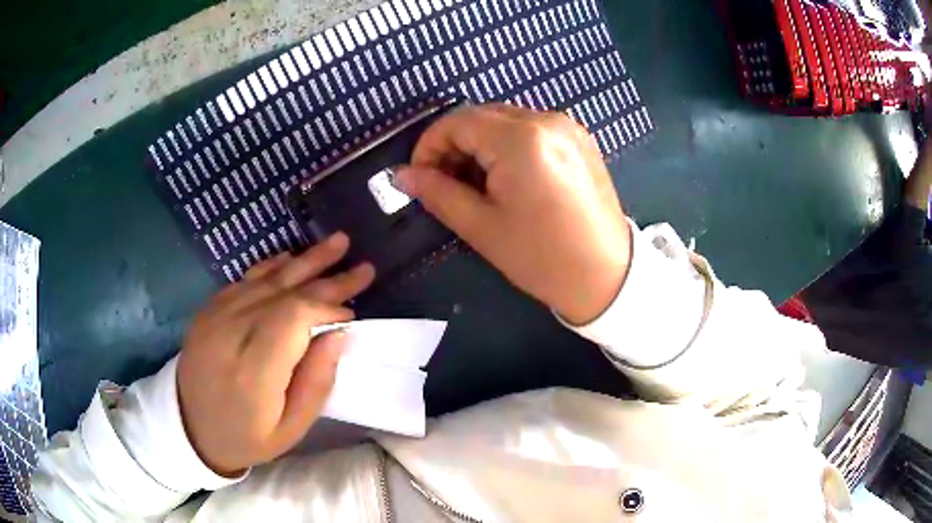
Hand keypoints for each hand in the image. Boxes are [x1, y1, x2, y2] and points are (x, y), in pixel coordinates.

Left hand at [177, 232, 374, 475]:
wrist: (191, 427)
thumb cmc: (247, 435)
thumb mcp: (291, 428)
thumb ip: (316, 381)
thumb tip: (338, 334)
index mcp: (253, 372)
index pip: (294, 318)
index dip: (327, 308)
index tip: (351, 314)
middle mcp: (231, 334)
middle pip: (285, 293)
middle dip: (327, 279)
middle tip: (363, 267)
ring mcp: (215, 317)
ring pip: (266, 279)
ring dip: (305, 261)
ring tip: (338, 243)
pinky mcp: (208, 310)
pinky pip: (244, 279)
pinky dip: (272, 266)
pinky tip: (292, 257)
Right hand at [397, 104, 631, 324]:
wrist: (607, 276)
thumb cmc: (543, 258)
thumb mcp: (482, 228)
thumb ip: (438, 193)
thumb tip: (401, 175)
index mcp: (521, 140)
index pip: (457, 121)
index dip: (429, 145)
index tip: (419, 177)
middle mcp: (546, 120)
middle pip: (481, 115)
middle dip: (454, 144)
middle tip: (444, 183)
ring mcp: (567, 126)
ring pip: (505, 120)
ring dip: (480, 144)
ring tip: (475, 184)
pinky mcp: (579, 139)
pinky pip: (530, 129)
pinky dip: (507, 145)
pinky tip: (507, 177)